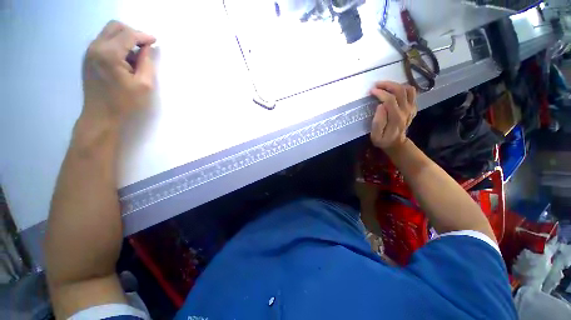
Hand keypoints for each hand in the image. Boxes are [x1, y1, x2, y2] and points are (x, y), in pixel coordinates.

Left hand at [81, 20, 155, 125]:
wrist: (100, 117)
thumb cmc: (125, 103)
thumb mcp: (144, 85)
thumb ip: (147, 63)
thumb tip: (148, 48)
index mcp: (109, 54)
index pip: (128, 35)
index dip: (144, 36)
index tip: (155, 41)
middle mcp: (96, 47)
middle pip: (115, 27)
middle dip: (132, 33)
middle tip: (145, 46)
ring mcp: (90, 52)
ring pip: (109, 33)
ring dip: (124, 39)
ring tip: (136, 56)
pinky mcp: (88, 58)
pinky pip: (104, 42)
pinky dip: (117, 45)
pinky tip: (125, 60)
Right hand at [369, 81, 416, 149]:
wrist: (397, 143)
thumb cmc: (383, 140)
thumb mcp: (375, 136)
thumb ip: (377, 122)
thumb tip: (380, 106)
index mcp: (396, 118)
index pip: (390, 99)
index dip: (380, 93)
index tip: (371, 91)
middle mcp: (406, 111)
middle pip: (400, 90)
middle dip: (387, 85)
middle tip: (376, 85)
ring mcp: (411, 108)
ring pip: (408, 89)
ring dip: (396, 85)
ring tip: (384, 86)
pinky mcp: (413, 107)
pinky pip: (412, 92)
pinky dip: (403, 88)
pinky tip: (394, 91)